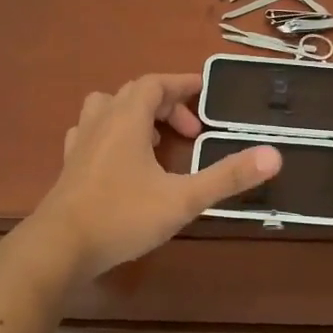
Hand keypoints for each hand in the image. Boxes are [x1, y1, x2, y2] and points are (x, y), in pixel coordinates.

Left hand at [30, 74, 281, 279]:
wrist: (58, 248)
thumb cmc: (122, 215)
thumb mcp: (183, 198)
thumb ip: (227, 176)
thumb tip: (274, 155)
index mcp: (127, 118)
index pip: (156, 83)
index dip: (183, 84)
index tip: (207, 94)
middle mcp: (101, 122)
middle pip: (134, 94)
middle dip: (167, 105)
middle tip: (192, 132)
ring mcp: (80, 144)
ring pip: (107, 109)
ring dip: (135, 116)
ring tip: (156, 141)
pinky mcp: (69, 167)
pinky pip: (92, 134)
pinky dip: (112, 136)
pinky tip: (123, 162)